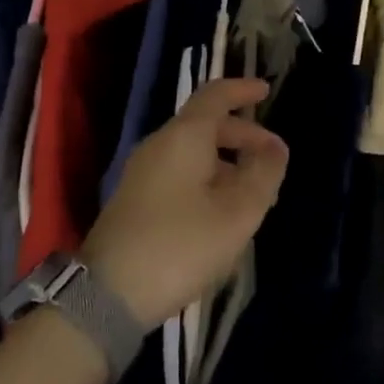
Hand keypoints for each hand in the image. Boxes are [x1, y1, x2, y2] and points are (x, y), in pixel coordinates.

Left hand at [81, 78, 287, 327]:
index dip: (242, 90)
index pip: (215, 95)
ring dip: (226, 162)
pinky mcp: (135, 199)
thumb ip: (262, 175)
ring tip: (254, 193)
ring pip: (192, 152)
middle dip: (242, 135)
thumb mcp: (235, 213)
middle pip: (205, 124)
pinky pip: (179, 172)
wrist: (107, 294)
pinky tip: (221, 212)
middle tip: (272, 158)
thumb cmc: (180, 245)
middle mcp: (160, 144)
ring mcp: (142, 172)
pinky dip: (207, 178)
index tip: (266, 91)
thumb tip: (276, 147)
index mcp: (184, 136)